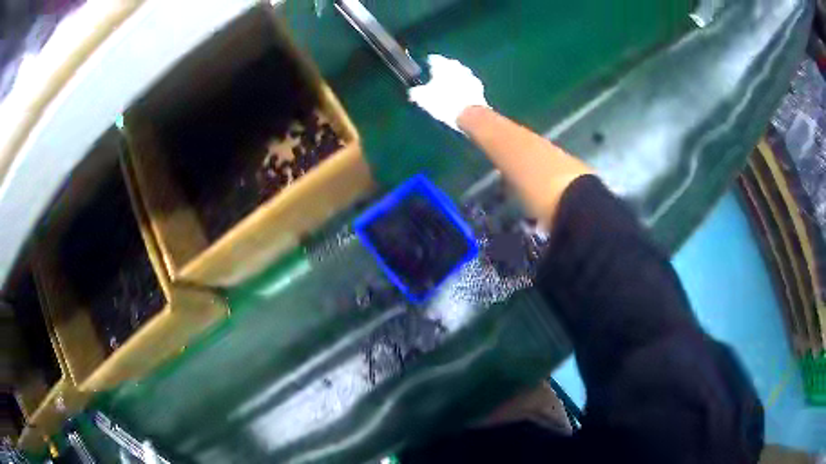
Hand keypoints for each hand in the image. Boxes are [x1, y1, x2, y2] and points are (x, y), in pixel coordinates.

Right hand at [408, 55, 488, 132]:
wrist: (469, 115)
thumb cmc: (443, 102)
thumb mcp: (423, 98)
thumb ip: (416, 92)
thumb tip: (413, 92)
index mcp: (443, 65)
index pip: (433, 59)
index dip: (428, 64)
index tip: (425, 69)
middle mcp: (457, 66)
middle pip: (448, 66)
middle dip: (443, 71)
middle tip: (436, 80)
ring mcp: (470, 75)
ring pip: (459, 74)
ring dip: (454, 79)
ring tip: (448, 89)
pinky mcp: (479, 87)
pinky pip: (468, 84)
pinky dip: (464, 88)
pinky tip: (460, 96)